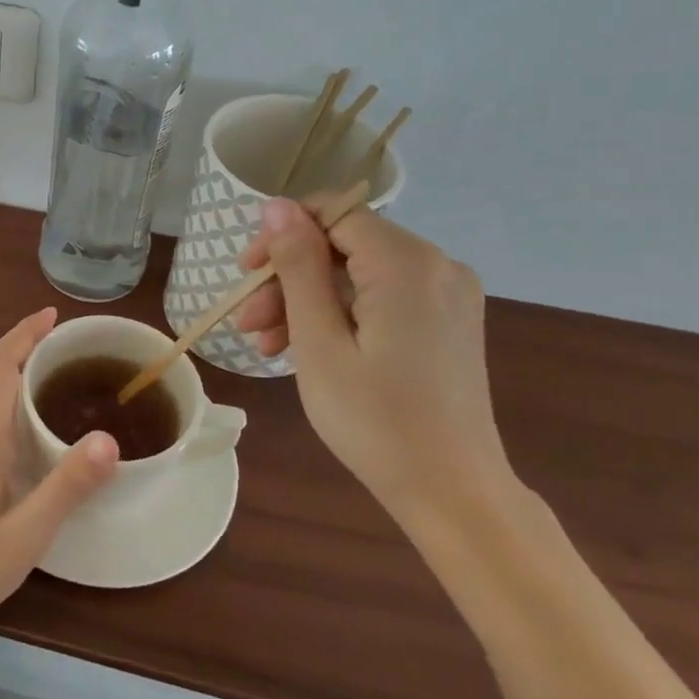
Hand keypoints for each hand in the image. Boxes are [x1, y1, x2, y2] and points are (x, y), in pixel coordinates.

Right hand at [234, 196, 511, 514]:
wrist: (453, 492)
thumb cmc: (375, 420)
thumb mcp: (319, 342)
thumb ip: (298, 266)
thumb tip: (278, 206)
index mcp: (407, 263)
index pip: (333, 214)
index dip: (282, 235)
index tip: (245, 273)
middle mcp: (436, 265)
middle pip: (343, 245)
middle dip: (288, 277)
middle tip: (247, 322)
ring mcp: (447, 294)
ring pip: (357, 273)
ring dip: (307, 300)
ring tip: (266, 345)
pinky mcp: (447, 320)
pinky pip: (380, 296)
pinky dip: (340, 314)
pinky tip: (306, 348)